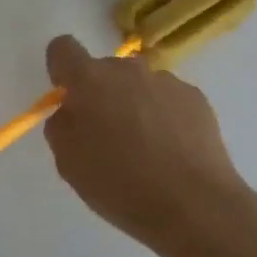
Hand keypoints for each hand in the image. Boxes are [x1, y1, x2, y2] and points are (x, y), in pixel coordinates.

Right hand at [41, 36, 251, 255]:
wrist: (195, 207)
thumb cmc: (120, 185)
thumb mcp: (68, 162)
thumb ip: (61, 126)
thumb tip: (72, 112)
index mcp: (89, 79)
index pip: (63, 48)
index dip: (61, 69)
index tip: (68, 98)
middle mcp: (126, 69)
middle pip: (104, 70)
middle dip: (101, 94)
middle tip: (108, 136)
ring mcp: (165, 81)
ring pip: (138, 85)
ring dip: (134, 104)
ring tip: (147, 150)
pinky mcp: (196, 98)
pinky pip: (168, 99)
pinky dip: (165, 117)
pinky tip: (172, 153)